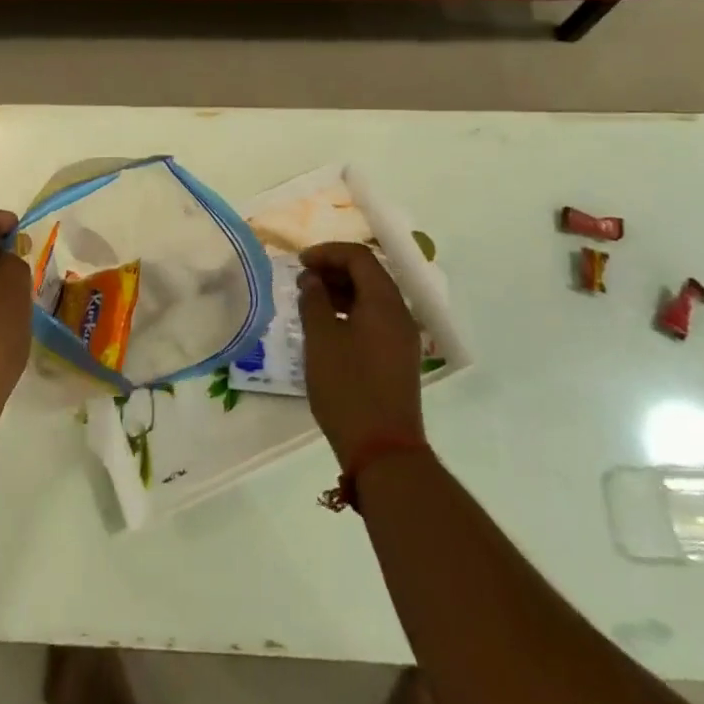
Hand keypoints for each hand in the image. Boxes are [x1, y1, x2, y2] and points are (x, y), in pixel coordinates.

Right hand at [297, 242, 426, 466]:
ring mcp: (403, 337)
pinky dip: (352, 311)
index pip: (359, 257)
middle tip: (303, 280)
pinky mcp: (399, 358)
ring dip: (342, 291)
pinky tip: (329, 327)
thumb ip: (314, 300)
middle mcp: (400, 313)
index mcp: (384, 302)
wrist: (383, 451)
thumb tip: (311, 279)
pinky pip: (376, 319)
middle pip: (369, 274)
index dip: (328, 252)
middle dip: (334, 269)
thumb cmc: (347, 388)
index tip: (299, 262)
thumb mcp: (321, 339)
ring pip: (373, 297)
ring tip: (311, 301)